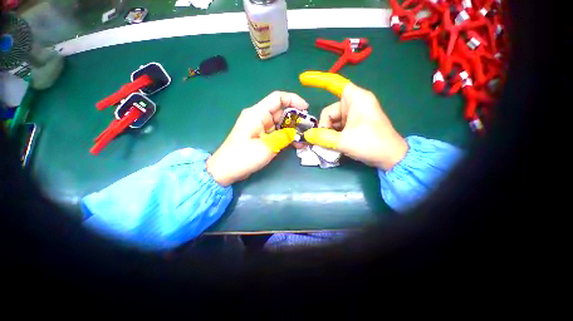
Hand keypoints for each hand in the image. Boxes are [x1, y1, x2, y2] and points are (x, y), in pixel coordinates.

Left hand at [206, 92, 307, 185]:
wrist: (226, 170)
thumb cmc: (243, 157)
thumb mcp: (267, 146)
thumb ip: (283, 136)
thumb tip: (295, 132)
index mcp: (257, 114)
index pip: (277, 98)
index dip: (293, 100)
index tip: (306, 109)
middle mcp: (259, 117)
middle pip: (281, 112)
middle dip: (296, 119)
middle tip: (308, 129)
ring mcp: (260, 128)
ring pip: (281, 124)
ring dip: (293, 130)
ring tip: (305, 139)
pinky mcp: (262, 137)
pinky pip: (277, 133)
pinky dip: (286, 137)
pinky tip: (296, 144)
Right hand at [304, 82, 408, 170]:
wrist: (390, 158)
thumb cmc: (370, 144)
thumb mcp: (343, 141)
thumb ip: (322, 137)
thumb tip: (307, 135)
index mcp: (356, 99)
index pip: (334, 83)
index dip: (318, 80)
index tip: (303, 78)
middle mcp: (355, 103)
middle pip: (330, 110)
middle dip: (325, 125)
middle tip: (325, 139)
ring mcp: (355, 114)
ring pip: (333, 121)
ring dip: (328, 132)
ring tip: (331, 144)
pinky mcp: (355, 124)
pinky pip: (338, 126)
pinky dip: (333, 134)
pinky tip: (334, 144)